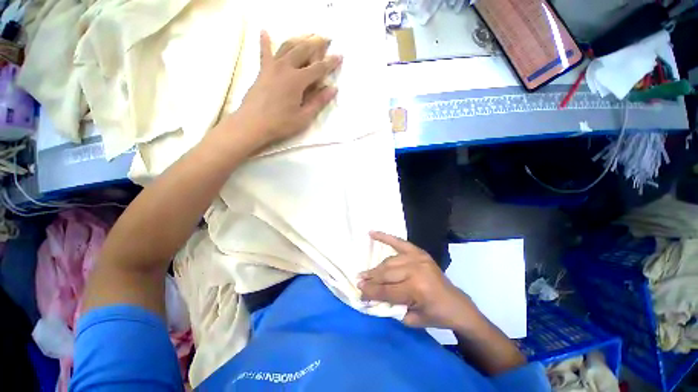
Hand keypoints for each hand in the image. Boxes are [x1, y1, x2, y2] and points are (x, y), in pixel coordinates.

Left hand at [236, 31, 341, 147]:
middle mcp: (285, 68)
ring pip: (287, 46)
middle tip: (326, 38)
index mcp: (297, 80)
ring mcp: (272, 67)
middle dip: (316, 43)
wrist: (252, 124)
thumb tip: (333, 89)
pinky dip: (265, 41)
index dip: (330, 62)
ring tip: (308, 34)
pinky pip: (264, 52)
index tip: (340, 56)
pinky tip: (264, 31)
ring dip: (299, 39)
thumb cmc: (280, 124)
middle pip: (303, 50)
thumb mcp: (304, 117)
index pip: (318, 68)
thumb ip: (318, 102)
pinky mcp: (262, 71)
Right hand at [359, 231, 483, 329]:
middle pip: (386, 274)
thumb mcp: (411, 319)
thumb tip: (371, 294)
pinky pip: (399, 242)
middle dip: (371, 279)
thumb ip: (391, 305)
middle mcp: (416, 270)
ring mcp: (418, 258)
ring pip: (390, 261)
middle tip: (359, 280)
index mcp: (416, 289)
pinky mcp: (419, 252)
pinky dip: (385, 237)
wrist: (456, 304)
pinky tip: (372, 233)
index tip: (359, 291)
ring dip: (377, 268)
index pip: (386, 290)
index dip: (371, 292)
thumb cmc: (435, 315)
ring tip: (366, 272)